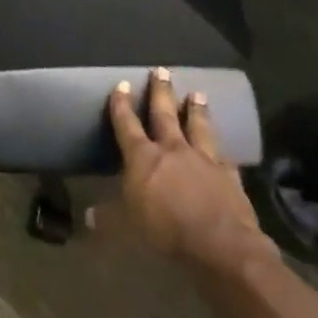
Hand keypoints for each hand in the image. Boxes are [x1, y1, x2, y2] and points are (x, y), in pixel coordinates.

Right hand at [96, 69, 274, 272]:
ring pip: (198, 127)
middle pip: (164, 114)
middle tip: (162, 70)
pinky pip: (224, 156)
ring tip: (198, 93)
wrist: (222, 246)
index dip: (121, 104)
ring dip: (197, 110)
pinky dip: (222, 149)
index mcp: (142, 157)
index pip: (127, 124)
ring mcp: (204, 160)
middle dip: (161, 92)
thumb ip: (108, 216)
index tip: (121, 84)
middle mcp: (172, 150)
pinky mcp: (229, 176)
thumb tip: (87, 216)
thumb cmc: (165, 231)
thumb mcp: (126, 226)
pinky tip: (226, 147)